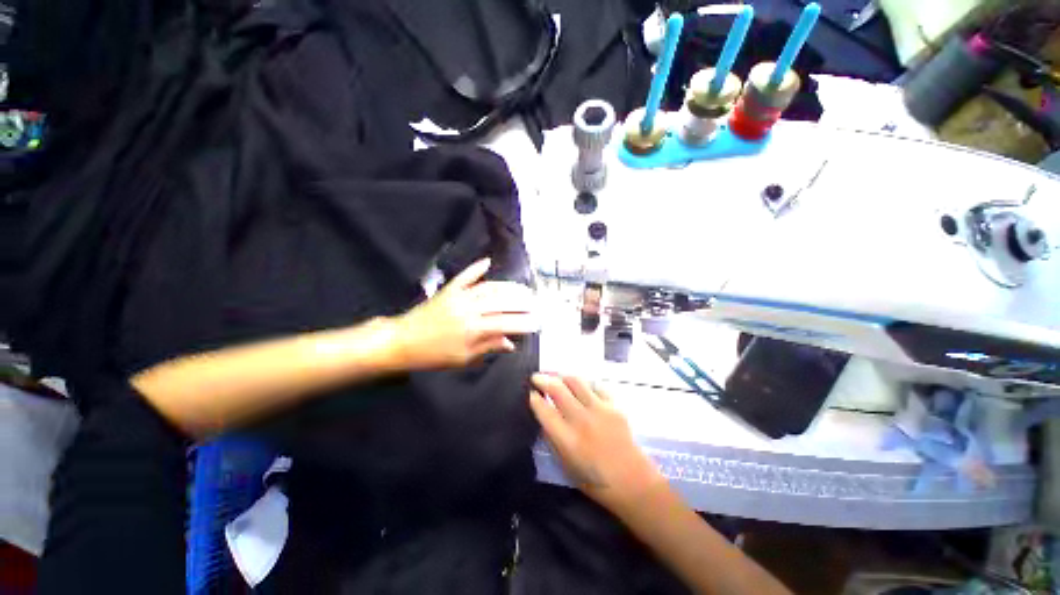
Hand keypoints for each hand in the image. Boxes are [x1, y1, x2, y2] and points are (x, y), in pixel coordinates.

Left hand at [392, 258, 538, 369]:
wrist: (402, 341)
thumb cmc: (433, 354)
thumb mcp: (462, 358)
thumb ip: (488, 347)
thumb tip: (510, 343)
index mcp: (472, 329)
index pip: (505, 323)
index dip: (523, 322)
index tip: (537, 322)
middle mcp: (469, 309)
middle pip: (501, 302)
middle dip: (521, 302)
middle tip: (535, 302)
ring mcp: (459, 296)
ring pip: (489, 288)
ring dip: (508, 287)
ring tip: (523, 288)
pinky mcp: (449, 289)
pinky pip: (465, 276)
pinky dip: (476, 268)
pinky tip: (487, 261)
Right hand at [529, 374, 664, 512]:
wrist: (634, 483)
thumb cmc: (597, 482)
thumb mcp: (567, 466)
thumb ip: (554, 440)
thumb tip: (545, 419)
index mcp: (567, 440)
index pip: (544, 410)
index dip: (534, 399)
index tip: (531, 393)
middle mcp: (581, 420)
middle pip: (557, 389)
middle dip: (543, 379)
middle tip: (536, 377)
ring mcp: (599, 410)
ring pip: (576, 381)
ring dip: (562, 377)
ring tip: (557, 378)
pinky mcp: (613, 406)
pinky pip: (595, 387)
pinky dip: (585, 385)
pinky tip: (582, 389)